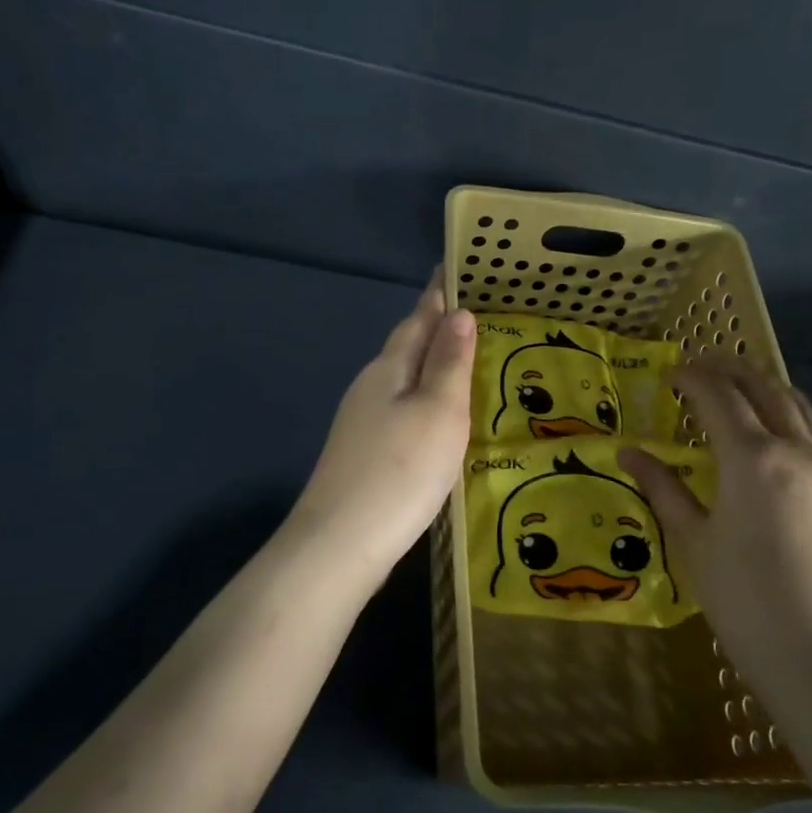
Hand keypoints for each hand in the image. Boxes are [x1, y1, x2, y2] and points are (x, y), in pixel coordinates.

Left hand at [288, 275, 475, 584]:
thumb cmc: (401, 470)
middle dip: (434, 326)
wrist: (341, 543)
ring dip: (428, 363)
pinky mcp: (363, 453)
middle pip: (405, 346)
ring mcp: (361, 422)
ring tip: (461, 358)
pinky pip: (399, 409)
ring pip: (401, 379)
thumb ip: (449, 363)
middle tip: (470, 311)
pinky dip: (422, 399)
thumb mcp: (438, 411)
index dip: (438, 295)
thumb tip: (459, 314)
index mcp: (389, 369)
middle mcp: (370, 388)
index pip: (418, 319)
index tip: (454, 268)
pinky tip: (434, 415)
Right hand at [621, 357, 811, 678]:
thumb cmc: (744, 598)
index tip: (668, 373)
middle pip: (763, 390)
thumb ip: (663, 488)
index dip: (691, 378)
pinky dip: (789, 410)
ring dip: (765, 384)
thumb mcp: (693, 540)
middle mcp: (792, 450)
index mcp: (751, 458)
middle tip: (700, 362)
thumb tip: (629, 452)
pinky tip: (775, 425)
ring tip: (738, 380)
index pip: (718, 397)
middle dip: (730, 369)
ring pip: (796, 405)